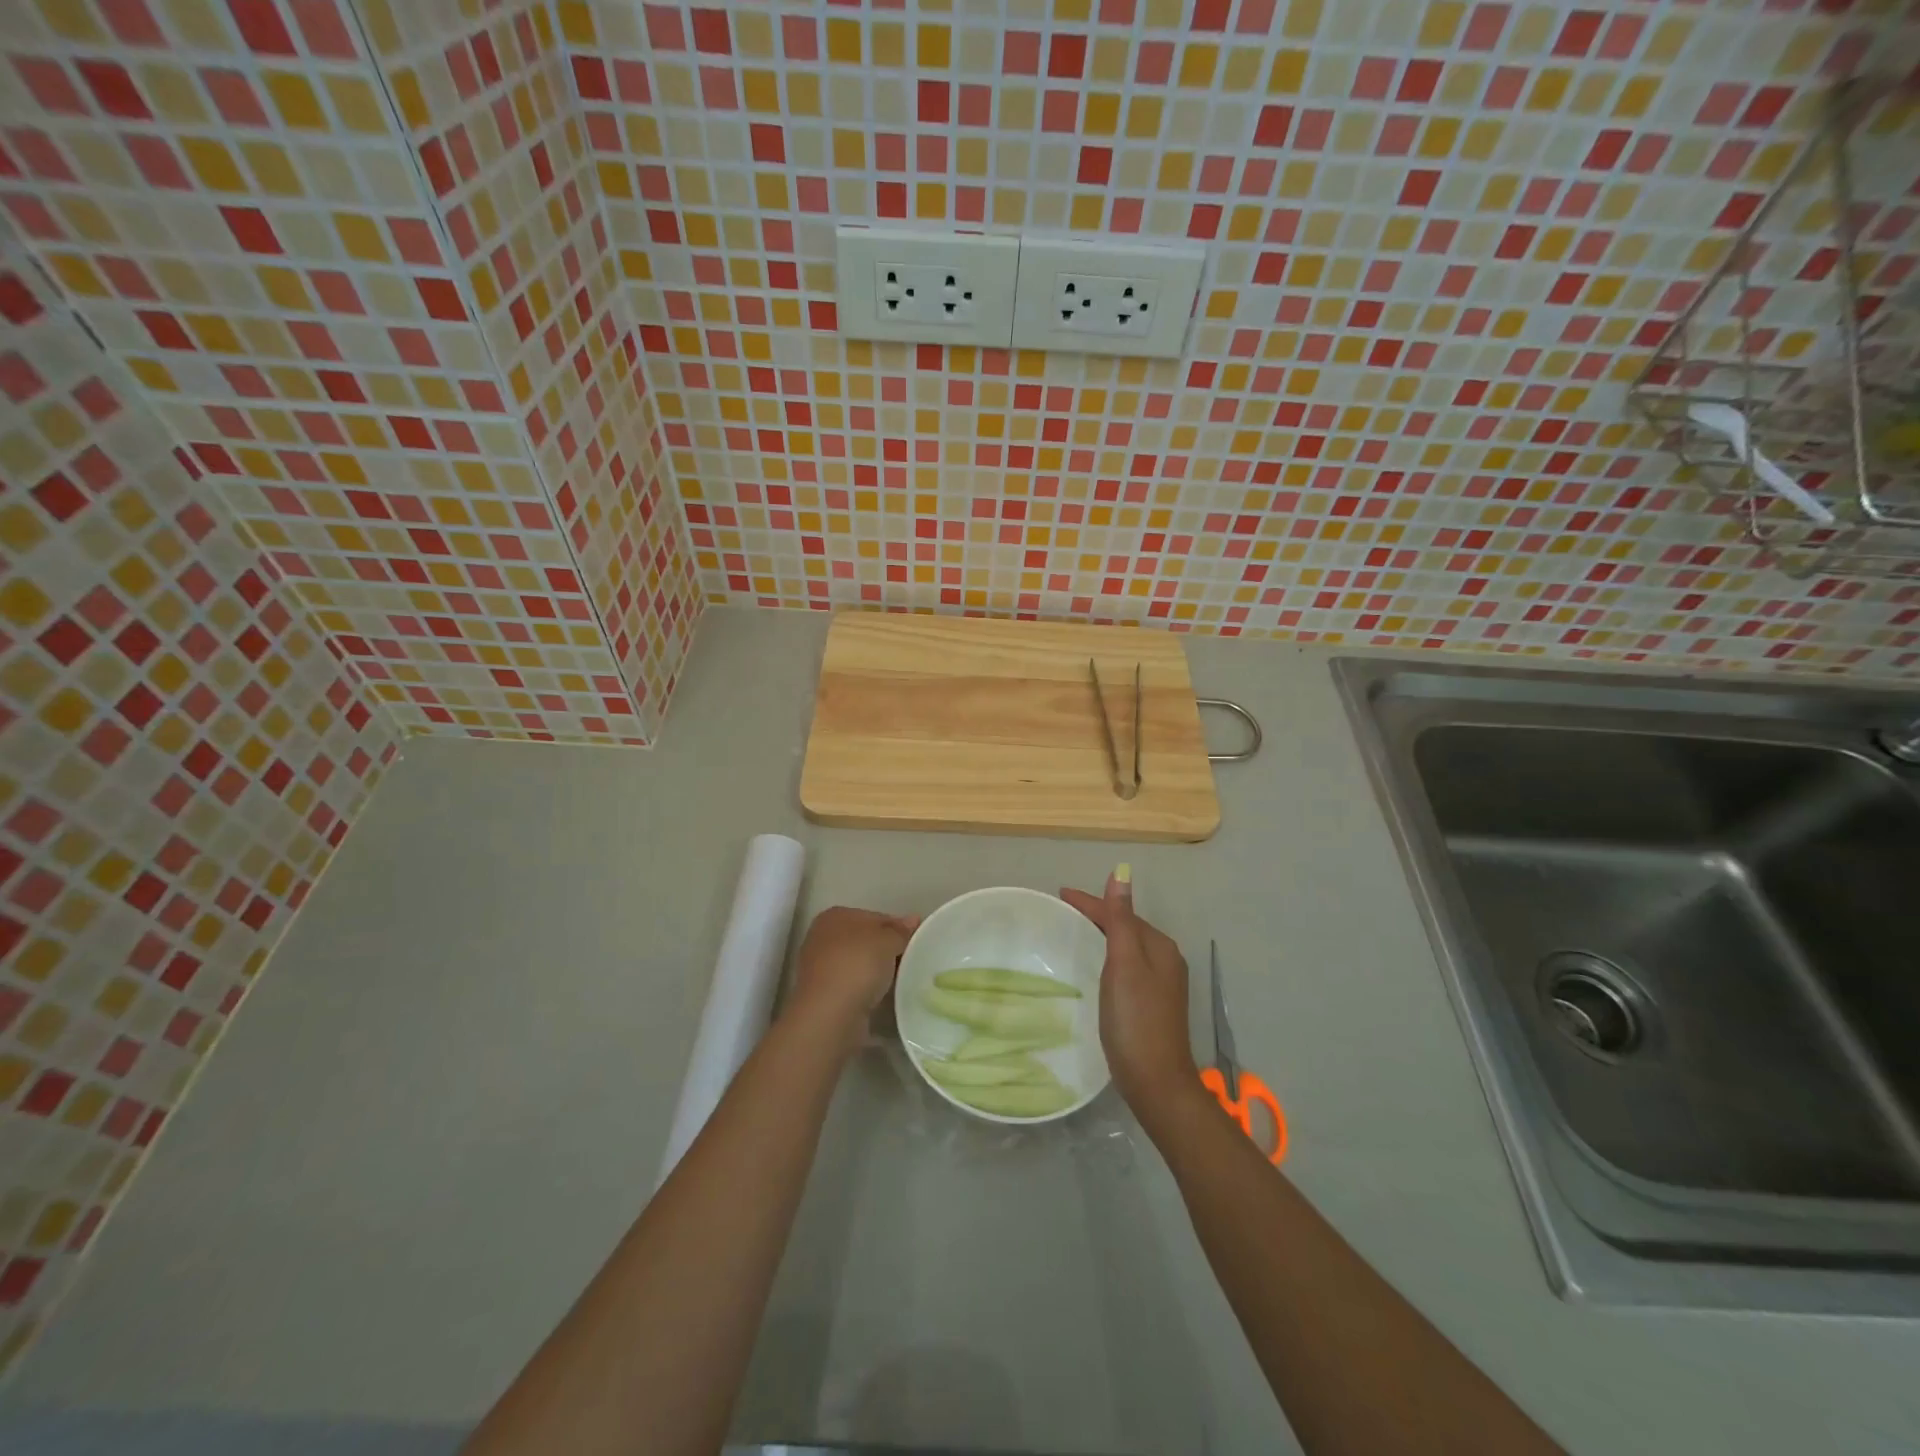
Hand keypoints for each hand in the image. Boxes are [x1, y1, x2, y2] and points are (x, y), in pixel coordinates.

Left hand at [785, 906, 917, 1053]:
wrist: (829, 1015)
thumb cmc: (857, 965)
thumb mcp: (888, 941)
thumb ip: (901, 931)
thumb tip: (913, 920)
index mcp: (835, 916)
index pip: (875, 917)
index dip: (898, 927)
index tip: (917, 941)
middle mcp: (823, 938)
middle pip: (866, 941)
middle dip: (888, 950)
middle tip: (914, 961)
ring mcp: (820, 968)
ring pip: (860, 965)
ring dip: (879, 972)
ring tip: (904, 981)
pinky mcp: (824, 996)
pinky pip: (855, 986)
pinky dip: (868, 990)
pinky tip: (885, 997)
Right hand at [1061, 870, 1198, 1112]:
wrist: (1156, 1081)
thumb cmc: (1136, 1019)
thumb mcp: (1124, 964)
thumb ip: (1120, 919)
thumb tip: (1121, 874)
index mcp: (1159, 946)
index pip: (1121, 913)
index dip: (1091, 902)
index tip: (1060, 894)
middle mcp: (1165, 959)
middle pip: (1127, 926)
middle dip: (1099, 915)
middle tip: (1065, 910)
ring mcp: (1162, 983)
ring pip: (1128, 946)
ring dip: (1105, 935)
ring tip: (1077, 931)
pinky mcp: (1153, 1003)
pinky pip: (1128, 966)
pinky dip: (1110, 957)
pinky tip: (1097, 966)